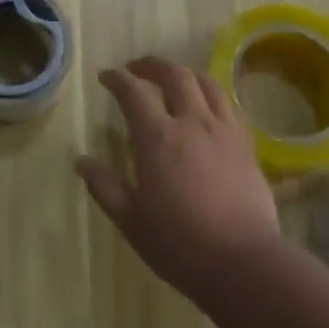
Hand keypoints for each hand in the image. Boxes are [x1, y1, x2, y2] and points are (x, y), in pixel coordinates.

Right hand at [76, 57, 279, 297]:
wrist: (243, 261)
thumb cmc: (179, 243)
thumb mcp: (131, 220)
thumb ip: (105, 186)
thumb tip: (81, 162)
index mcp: (158, 138)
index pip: (134, 92)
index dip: (117, 79)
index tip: (106, 76)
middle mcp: (193, 122)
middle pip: (175, 75)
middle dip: (153, 65)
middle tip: (137, 69)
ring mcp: (224, 131)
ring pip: (207, 83)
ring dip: (185, 74)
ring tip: (174, 81)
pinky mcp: (247, 145)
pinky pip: (229, 105)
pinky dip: (211, 96)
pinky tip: (206, 109)